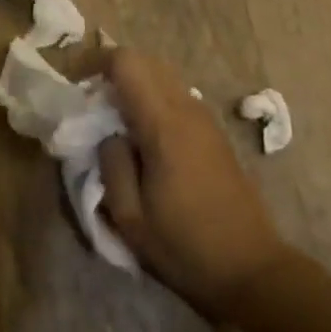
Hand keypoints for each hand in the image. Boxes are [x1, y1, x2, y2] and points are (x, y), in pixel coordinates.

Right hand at [98, 51, 287, 319]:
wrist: (254, 270)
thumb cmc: (186, 247)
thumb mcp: (131, 218)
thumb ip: (111, 165)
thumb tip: (108, 135)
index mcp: (164, 124)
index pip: (127, 62)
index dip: (96, 62)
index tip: (76, 84)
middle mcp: (186, 109)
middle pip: (144, 61)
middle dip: (113, 71)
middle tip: (92, 102)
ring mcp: (205, 118)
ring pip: (162, 75)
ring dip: (134, 85)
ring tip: (115, 119)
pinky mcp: (214, 132)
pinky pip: (176, 95)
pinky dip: (153, 98)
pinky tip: (144, 136)